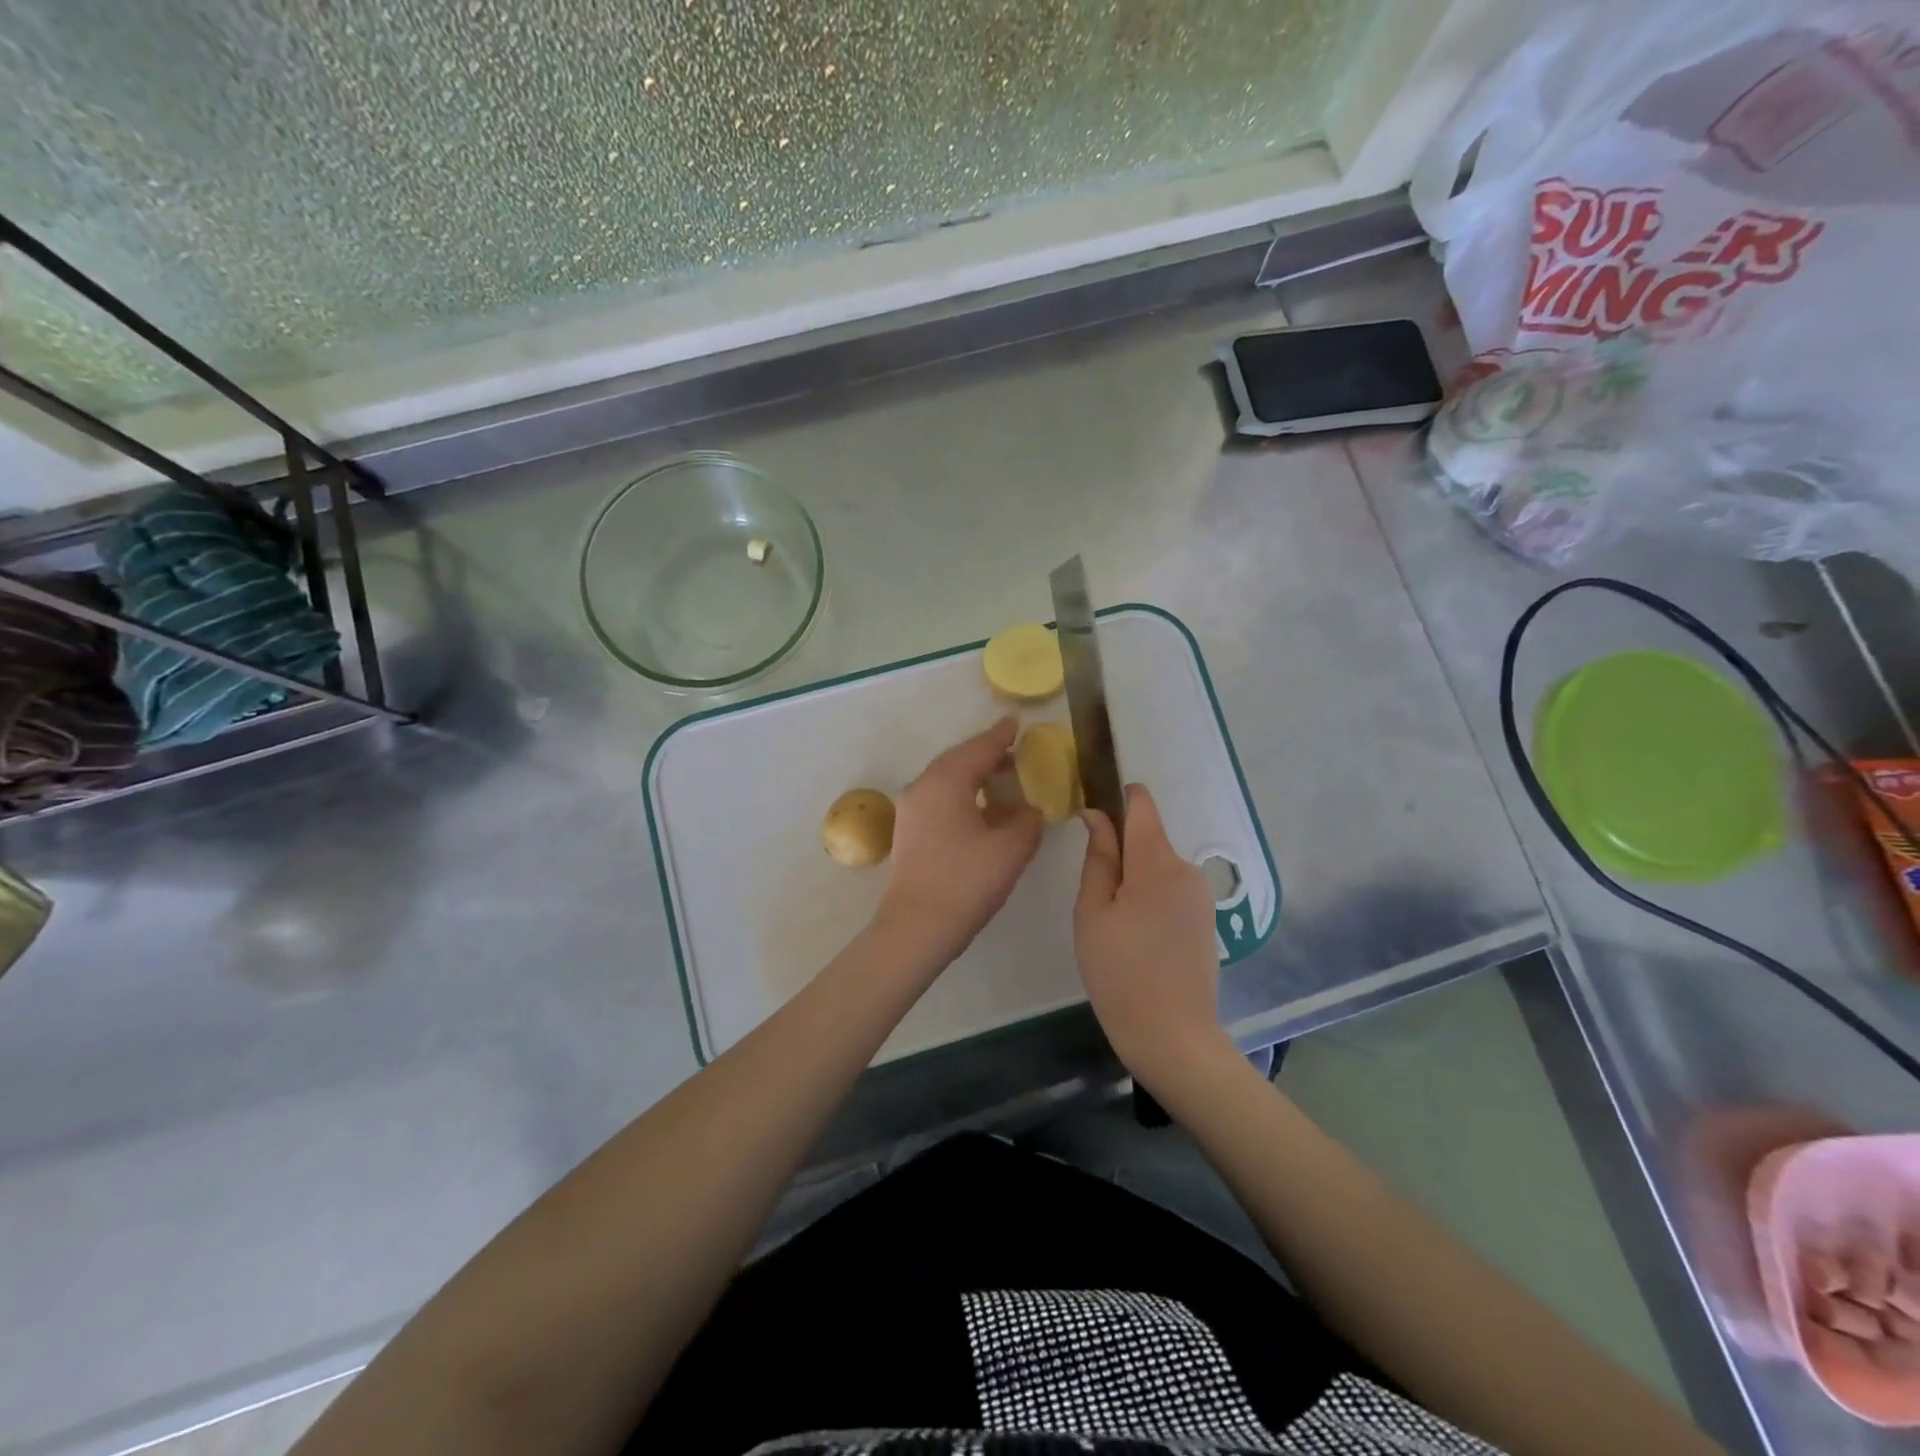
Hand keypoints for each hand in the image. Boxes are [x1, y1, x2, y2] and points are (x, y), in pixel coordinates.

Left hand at [877, 717, 1043, 972]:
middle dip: (986, 755)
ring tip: (1002, 780)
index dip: (1000, 736)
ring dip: (974, 777)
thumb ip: (1026, 821)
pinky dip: (963, 796)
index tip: (1016, 724)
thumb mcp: (1010, 849)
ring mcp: (911, 810)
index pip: (978, 749)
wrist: (916, 927)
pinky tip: (982, 811)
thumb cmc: (966, 882)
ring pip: (946, 780)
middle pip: (958, 760)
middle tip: (1014, 752)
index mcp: (945, 781)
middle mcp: (922, 787)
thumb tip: (1028, 810)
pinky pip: (939, 799)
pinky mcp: (909, 832)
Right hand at [1075, 783, 1233, 1088]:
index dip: (1118, 798)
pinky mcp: (1206, 918)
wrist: (1173, 1037)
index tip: (1093, 812)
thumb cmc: (1119, 973)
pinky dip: (1149, 898)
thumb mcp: (1093, 913)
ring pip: (1157, 866)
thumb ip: (1099, 858)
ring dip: (1133, 880)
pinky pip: (1171, 889)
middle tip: (1093, 899)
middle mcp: (1186, 868)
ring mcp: (1201, 895)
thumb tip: (1098, 815)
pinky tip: (1137, 938)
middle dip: (1119, 853)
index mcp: (1156, 861)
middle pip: (1148, 839)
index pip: (1141, 805)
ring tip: (1112, 925)